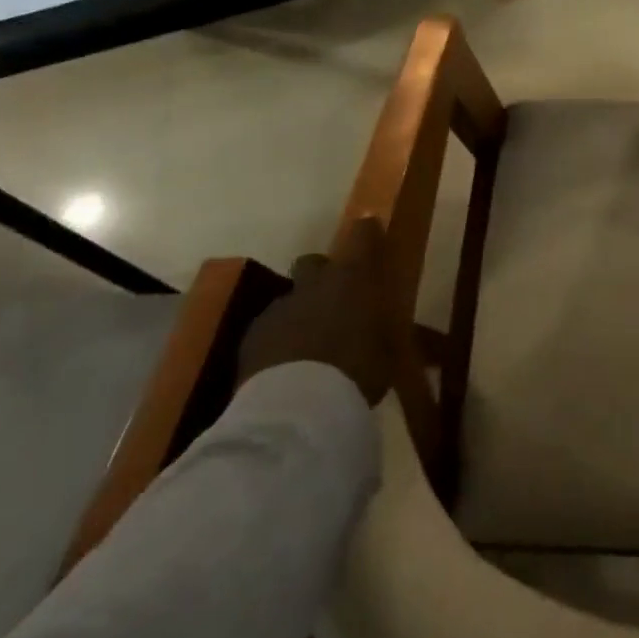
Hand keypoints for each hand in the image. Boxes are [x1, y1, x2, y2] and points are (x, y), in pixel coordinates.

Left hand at [237, 217, 396, 404]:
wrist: (297, 408)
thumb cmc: (357, 372)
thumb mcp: (387, 351)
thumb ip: (381, 331)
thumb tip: (382, 330)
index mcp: (353, 279)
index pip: (361, 235)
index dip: (366, 232)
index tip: (370, 229)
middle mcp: (314, 284)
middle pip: (313, 263)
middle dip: (321, 276)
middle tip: (334, 301)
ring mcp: (278, 309)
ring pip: (289, 300)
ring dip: (299, 313)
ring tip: (309, 346)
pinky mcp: (251, 338)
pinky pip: (269, 329)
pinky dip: (278, 341)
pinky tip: (287, 367)